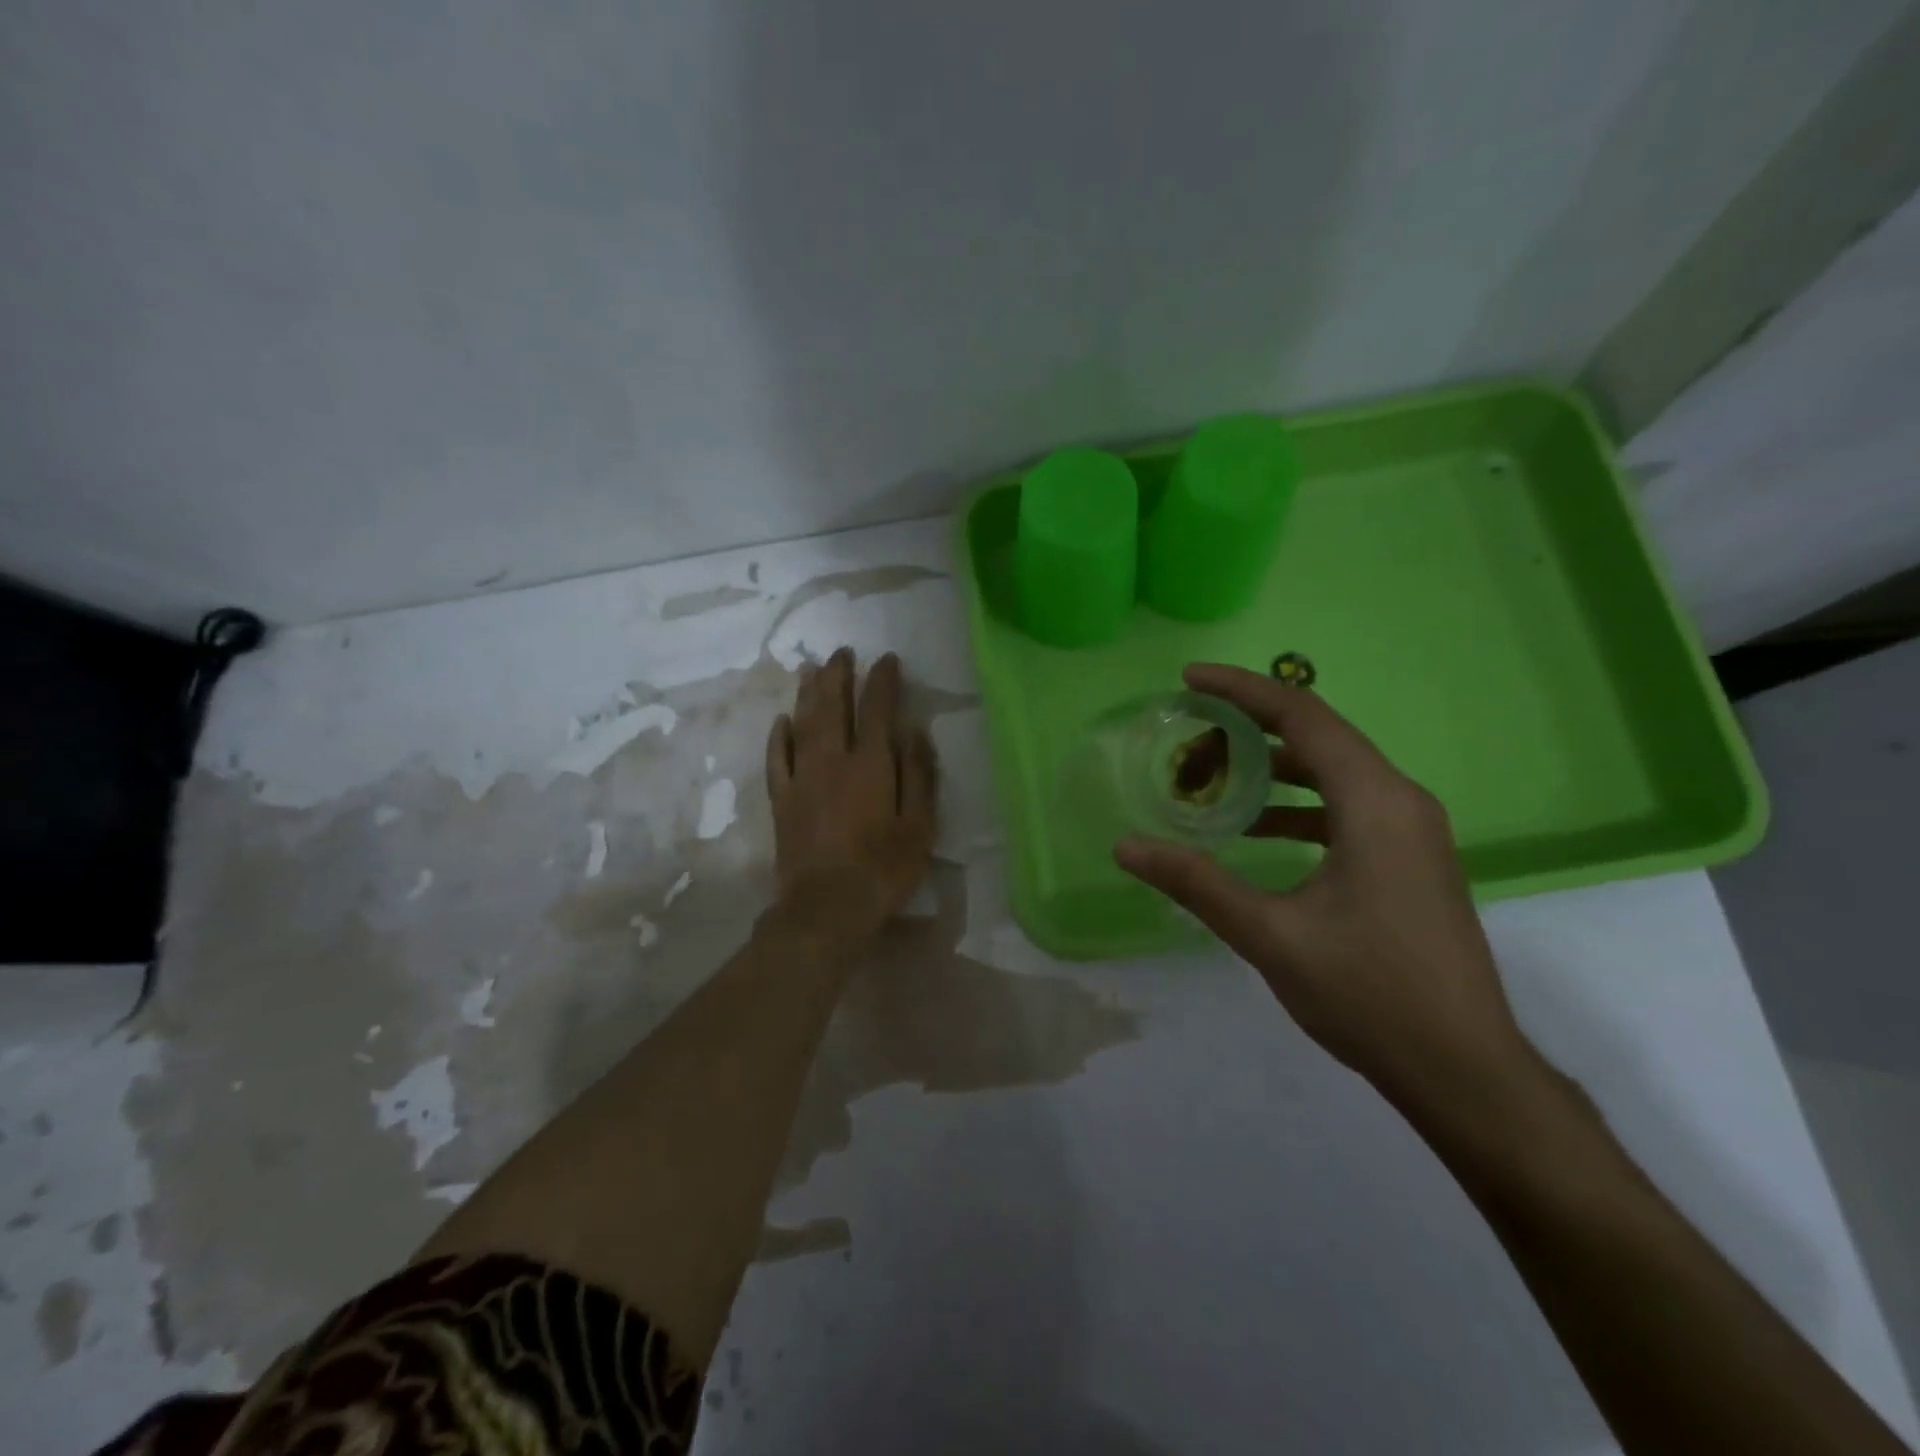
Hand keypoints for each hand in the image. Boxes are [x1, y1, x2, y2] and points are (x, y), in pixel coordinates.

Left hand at [764, 648, 938, 946]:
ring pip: (802, 723)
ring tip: (812, 669)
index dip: (883, 680)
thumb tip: (914, 730)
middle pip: (833, 706)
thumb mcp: (919, 826)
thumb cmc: (883, 869)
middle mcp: (832, 760)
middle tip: (842, 651)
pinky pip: (777, 758)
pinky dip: (779, 735)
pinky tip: (782, 720)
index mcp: (871, 765)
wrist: (826, 908)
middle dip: (839, 675)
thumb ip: (918, 774)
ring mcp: (801, 778)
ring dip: (808, 693)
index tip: (887, 659)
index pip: (878, 709)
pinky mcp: (781, 800)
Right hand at [1115, 663, 1531, 1106]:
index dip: (1241, 690)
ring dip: (1271, 770)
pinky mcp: (1410, 858)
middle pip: (1317, 737)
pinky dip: (1296, 805)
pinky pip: (1346, 806)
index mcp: (1376, 803)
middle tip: (1188, 736)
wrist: (1463, 1068)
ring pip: (1332, 772)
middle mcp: (1401, 801)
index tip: (1188, 681)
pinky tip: (1256, 831)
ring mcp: (1412, 831)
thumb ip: (1195, 882)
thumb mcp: (1269, 934)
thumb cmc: (1369, 994)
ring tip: (1210, 780)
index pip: (1302, 716)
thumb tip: (1126, 846)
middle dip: (1248, 729)